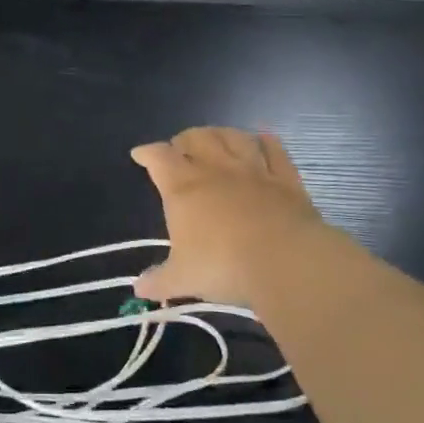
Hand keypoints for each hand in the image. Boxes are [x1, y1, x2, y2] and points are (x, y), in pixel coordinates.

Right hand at [131, 128, 334, 307]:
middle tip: (181, 149)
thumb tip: (138, 289)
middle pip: (196, 138)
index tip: (140, 155)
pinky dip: (267, 142)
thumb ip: (160, 280)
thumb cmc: (223, 265)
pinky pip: (275, 150)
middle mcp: (215, 169)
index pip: (159, 157)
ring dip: (221, 134)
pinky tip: (264, 139)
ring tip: (216, 138)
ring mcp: (253, 170)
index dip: (147, 153)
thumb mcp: (184, 278)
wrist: (285, 261)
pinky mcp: (285, 178)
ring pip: (233, 137)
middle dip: (184, 140)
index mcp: (183, 187)